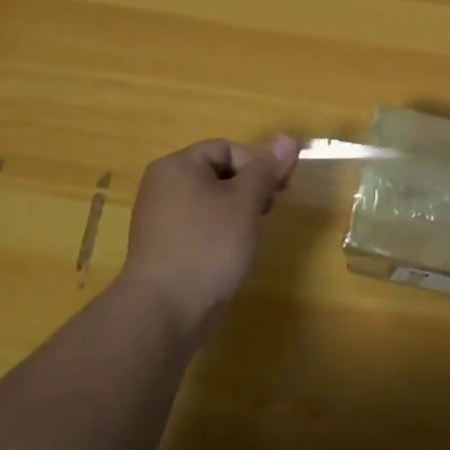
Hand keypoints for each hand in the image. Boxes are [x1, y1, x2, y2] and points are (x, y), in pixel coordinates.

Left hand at [121, 136, 299, 334]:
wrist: (165, 311)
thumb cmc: (207, 245)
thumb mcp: (244, 202)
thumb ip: (266, 170)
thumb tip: (287, 138)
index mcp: (178, 166)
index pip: (227, 148)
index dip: (257, 164)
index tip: (279, 190)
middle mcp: (164, 186)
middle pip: (218, 172)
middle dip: (250, 188)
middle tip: (269, 211)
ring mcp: (162, 219)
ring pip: (211, 201)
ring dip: (238, 211)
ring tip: (252, 234)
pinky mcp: (165, 247)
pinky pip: (200, 225)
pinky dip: (220, 232)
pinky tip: (234, 252)